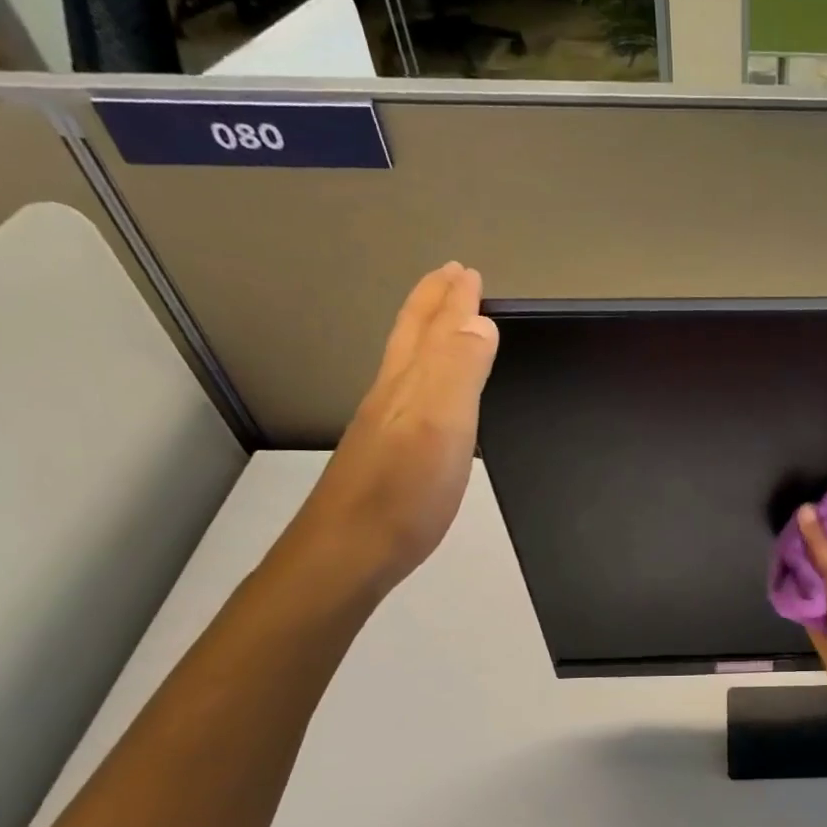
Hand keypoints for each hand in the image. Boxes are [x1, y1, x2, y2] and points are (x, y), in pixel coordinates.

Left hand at [280, 262, 498, 596]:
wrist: (346, 554)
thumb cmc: (402, 492)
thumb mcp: (439, 425)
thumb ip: (459, 370)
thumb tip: (480, 322)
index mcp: (408, 383)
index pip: (434, 328)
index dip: (452, 298)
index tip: (467, 271)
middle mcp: (391, 396)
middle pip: (411, 337)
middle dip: (432, 302)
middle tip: (451, 278)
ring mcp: (384, 427)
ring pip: (406, 364)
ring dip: (425, 334)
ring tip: (442, 321)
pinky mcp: (386, 456)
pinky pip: (408, 395)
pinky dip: (423, 374)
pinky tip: (425, 391)